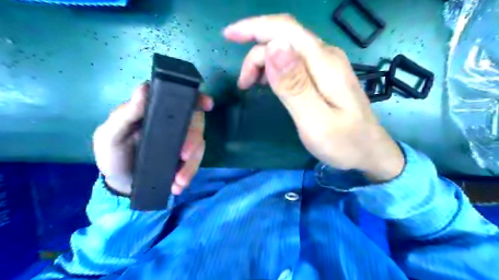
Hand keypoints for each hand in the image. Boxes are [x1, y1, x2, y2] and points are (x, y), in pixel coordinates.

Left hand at [92, 84, 212, 194]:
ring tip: (179, 180)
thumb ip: (125, 115)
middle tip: (184, 155)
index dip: (196, 97)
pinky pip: (196, 159)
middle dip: (193, 138)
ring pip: (199, 142)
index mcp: (153, 109)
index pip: (177, 96)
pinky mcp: (186, 156)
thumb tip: (144, 89)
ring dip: (192, 161)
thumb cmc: (113, 155)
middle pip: (194, 120)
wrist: (122, 184)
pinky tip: (179, 184)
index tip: (207, 104)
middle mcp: (171, 121)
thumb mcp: (110, 136)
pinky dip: (191, 172)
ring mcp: (181, 138)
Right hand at [226, 14, 404, 181]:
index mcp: (324, 64)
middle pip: (284, 38)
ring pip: (287, 48)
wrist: (369, 152)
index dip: (254, 27)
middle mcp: (327, 56)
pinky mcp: (325, 74)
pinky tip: (269, 83)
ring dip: (263, 61)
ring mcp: (327, 64)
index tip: (229, 35)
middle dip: (256, 55)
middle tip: (243, 85)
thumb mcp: (315, 120)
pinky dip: (274, 67)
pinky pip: (294, 60)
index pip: (285, 30)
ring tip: (252, 85)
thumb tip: (274, 47)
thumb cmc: (343, 143)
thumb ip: (294, 85)